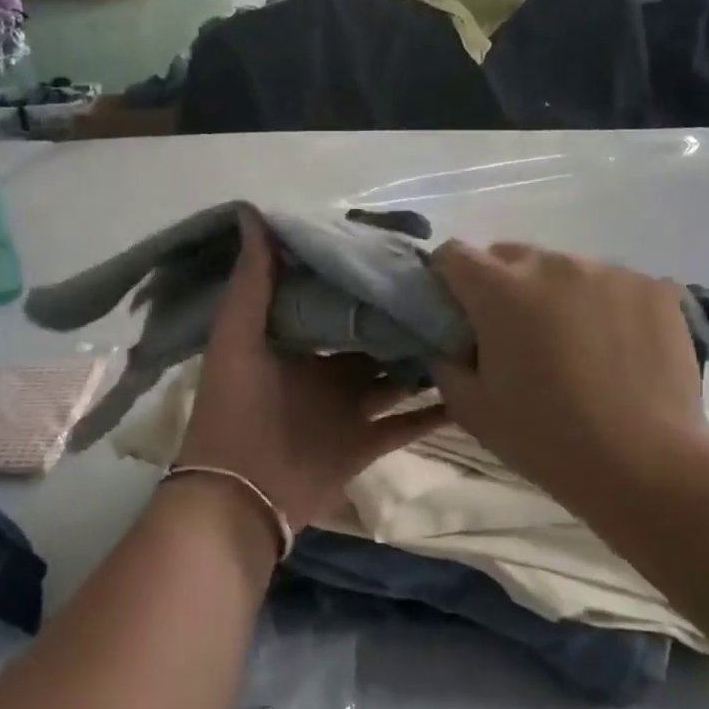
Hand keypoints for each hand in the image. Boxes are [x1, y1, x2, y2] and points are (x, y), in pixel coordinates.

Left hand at [175, 211, 443, 529]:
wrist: (238, 495)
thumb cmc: (235, 408)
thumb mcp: (237, 338)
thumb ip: (252, 281)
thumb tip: (253, 213)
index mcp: (296, 343)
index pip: (335, 302)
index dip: (361, 280)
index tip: (399, 253)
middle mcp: (325, 371)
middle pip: (372, 338)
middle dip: (400, 317)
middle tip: (447, 290)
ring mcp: (349, 409)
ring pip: (396, 378)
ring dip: (424, 358)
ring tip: (468, 330)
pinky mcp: (366, 443)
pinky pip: (408, 424)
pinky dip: (436, 411)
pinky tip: (473, 389)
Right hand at [429, 242, 708, 509]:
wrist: (645, 465)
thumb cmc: (545, 437)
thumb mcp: (470, 408)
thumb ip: (446, 362)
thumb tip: (451, 343)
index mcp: (500, 290)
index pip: (454, 254)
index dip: (446, 277)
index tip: (455, 309)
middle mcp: (552, 265)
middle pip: (510, 256)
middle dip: (501, 286)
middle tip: (513, 334)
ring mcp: (609, 272)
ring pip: (564, 269)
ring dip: (555, 294)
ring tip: (572, 344)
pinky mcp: (654, 288)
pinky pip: (612, 285)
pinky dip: (603, 306)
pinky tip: (615, 349)